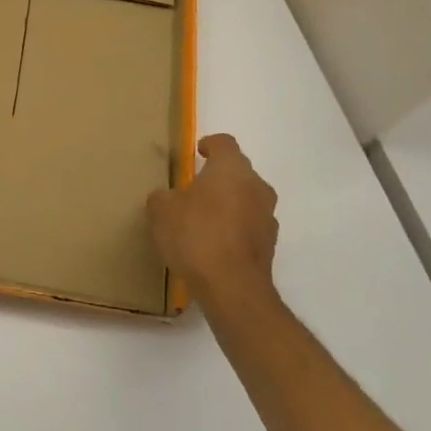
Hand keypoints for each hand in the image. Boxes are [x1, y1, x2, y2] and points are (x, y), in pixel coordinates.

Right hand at [147, 134, 279, 305]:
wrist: (232, 287)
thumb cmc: (195, 235)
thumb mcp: (161, 210)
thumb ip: (163, 196)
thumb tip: (168, 197)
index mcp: (232, 169)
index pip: (224, 143)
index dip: (210, 144)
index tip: (197, 153)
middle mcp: (256, 187)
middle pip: (238, 172)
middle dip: (218, 178)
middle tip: (194, 189)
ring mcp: (268, 217)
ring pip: (246, 199)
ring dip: (228, 204)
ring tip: (203, 220)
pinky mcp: (269, 245)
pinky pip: (249, 226)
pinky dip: (234, 229)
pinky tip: (213, 244)